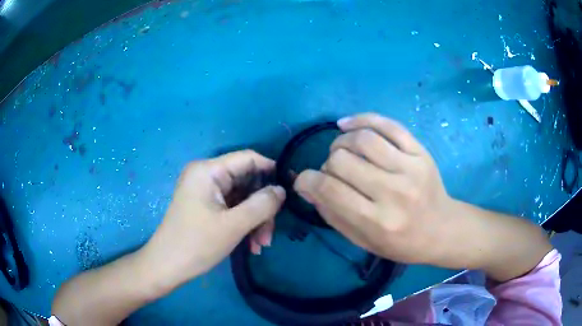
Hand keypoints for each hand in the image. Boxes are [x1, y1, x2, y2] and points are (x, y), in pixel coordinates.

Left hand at [142, 150, 285, 289]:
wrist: (167, 266)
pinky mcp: (206, 206)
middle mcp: (206, 176)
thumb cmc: (197, 243)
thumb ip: (262, 204)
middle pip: (246, 181)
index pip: (247, 158)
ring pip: (242, 198)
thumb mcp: (234, 225)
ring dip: (255, 220)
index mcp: (208, 171)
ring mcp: (205, 192)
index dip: (270, 170)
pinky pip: (232, 209)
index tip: (289, 189)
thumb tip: (282, 190)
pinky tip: (251, 245)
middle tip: (270, 232)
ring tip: (261, 244)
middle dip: (262, 207)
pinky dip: (244, 224)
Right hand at [294, 113, 455, 265]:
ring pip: (362, 138)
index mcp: (377, 222)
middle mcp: (394, 192)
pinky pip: (388, 125)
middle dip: (328, 164)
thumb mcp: (363, 240)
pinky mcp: (420, 152)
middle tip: (333, 172)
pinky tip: (346, 124)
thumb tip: (305, 186)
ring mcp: (410, 168)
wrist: (441, 229)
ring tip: (342, 150)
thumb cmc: (401, 243)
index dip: (307, 180)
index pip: (330, 189)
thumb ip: (332, 214)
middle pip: (342, 160)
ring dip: (341, 142)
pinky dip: (362, 119)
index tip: (304, 180)